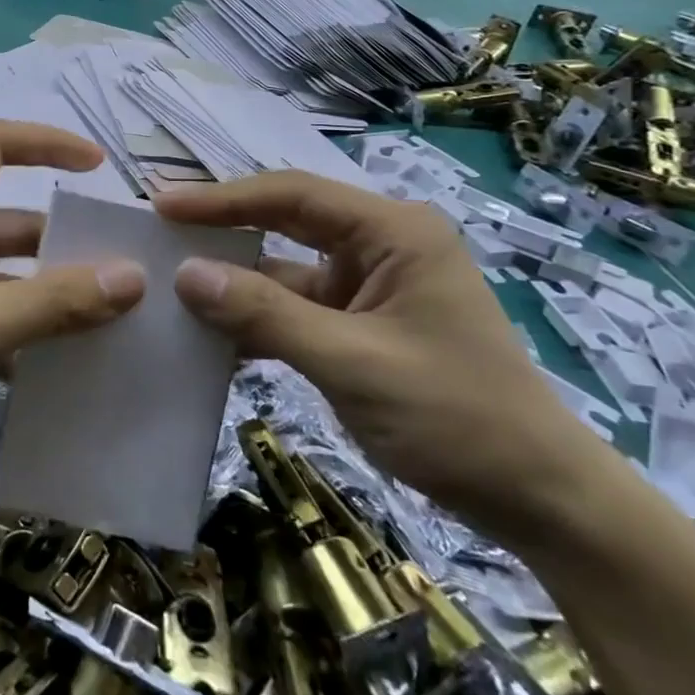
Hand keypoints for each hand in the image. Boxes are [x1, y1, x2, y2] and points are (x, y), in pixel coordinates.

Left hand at [0, 121, 146, 465]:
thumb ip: (58, 301)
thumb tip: (134, 277)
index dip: (48, 143)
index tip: (98, 167)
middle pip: (8, 214)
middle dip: (60, 236)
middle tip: (118, 261)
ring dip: (43, 286)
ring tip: (104, 312)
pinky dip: (17, 319)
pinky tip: (57, 355)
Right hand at [155, 172, 604, 535]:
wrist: (537, 499)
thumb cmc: (456, 417)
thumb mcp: (351, 362)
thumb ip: (265, 314)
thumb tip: (185, 275)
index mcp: (393, 232)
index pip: (292, 195)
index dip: (222, 199)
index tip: (162, 204)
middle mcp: (379, 246)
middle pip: (284, 223)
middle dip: (222, 230)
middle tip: (157, 232)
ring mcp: (368, 287)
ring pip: (283, 270)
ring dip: (233, 281)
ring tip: (168, 283)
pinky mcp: (358, 325)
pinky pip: (293, 309)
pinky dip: (254, 319)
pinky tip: (208, 333)